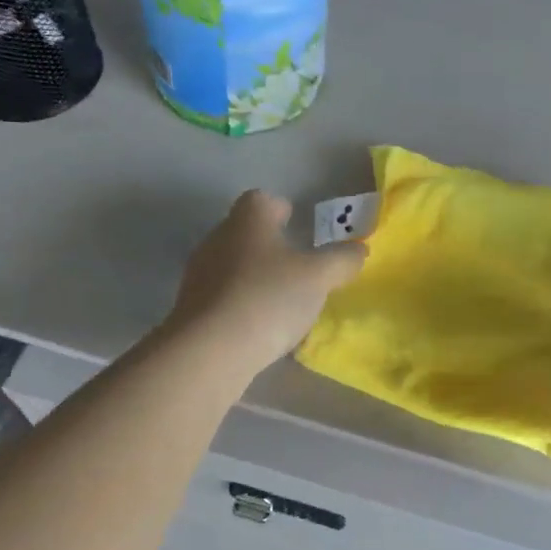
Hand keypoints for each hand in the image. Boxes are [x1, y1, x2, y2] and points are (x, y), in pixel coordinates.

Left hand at [166, 191, 365, 376]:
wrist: (210, 350)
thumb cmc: (268, 298)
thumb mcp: (318, 278)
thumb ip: (341, 260)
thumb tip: (358, 250)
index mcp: (248, 221)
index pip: (260, 199)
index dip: (278, 207)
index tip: (294, 220)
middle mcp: (218, 239)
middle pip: (244, 232)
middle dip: (269, 244)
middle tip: (296, 264)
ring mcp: (200, 275)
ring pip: (232, 265)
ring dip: (254, 276)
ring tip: (281, 299)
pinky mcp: (192, 309)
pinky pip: (223, 297)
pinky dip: (241, 304)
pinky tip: (260, 326)